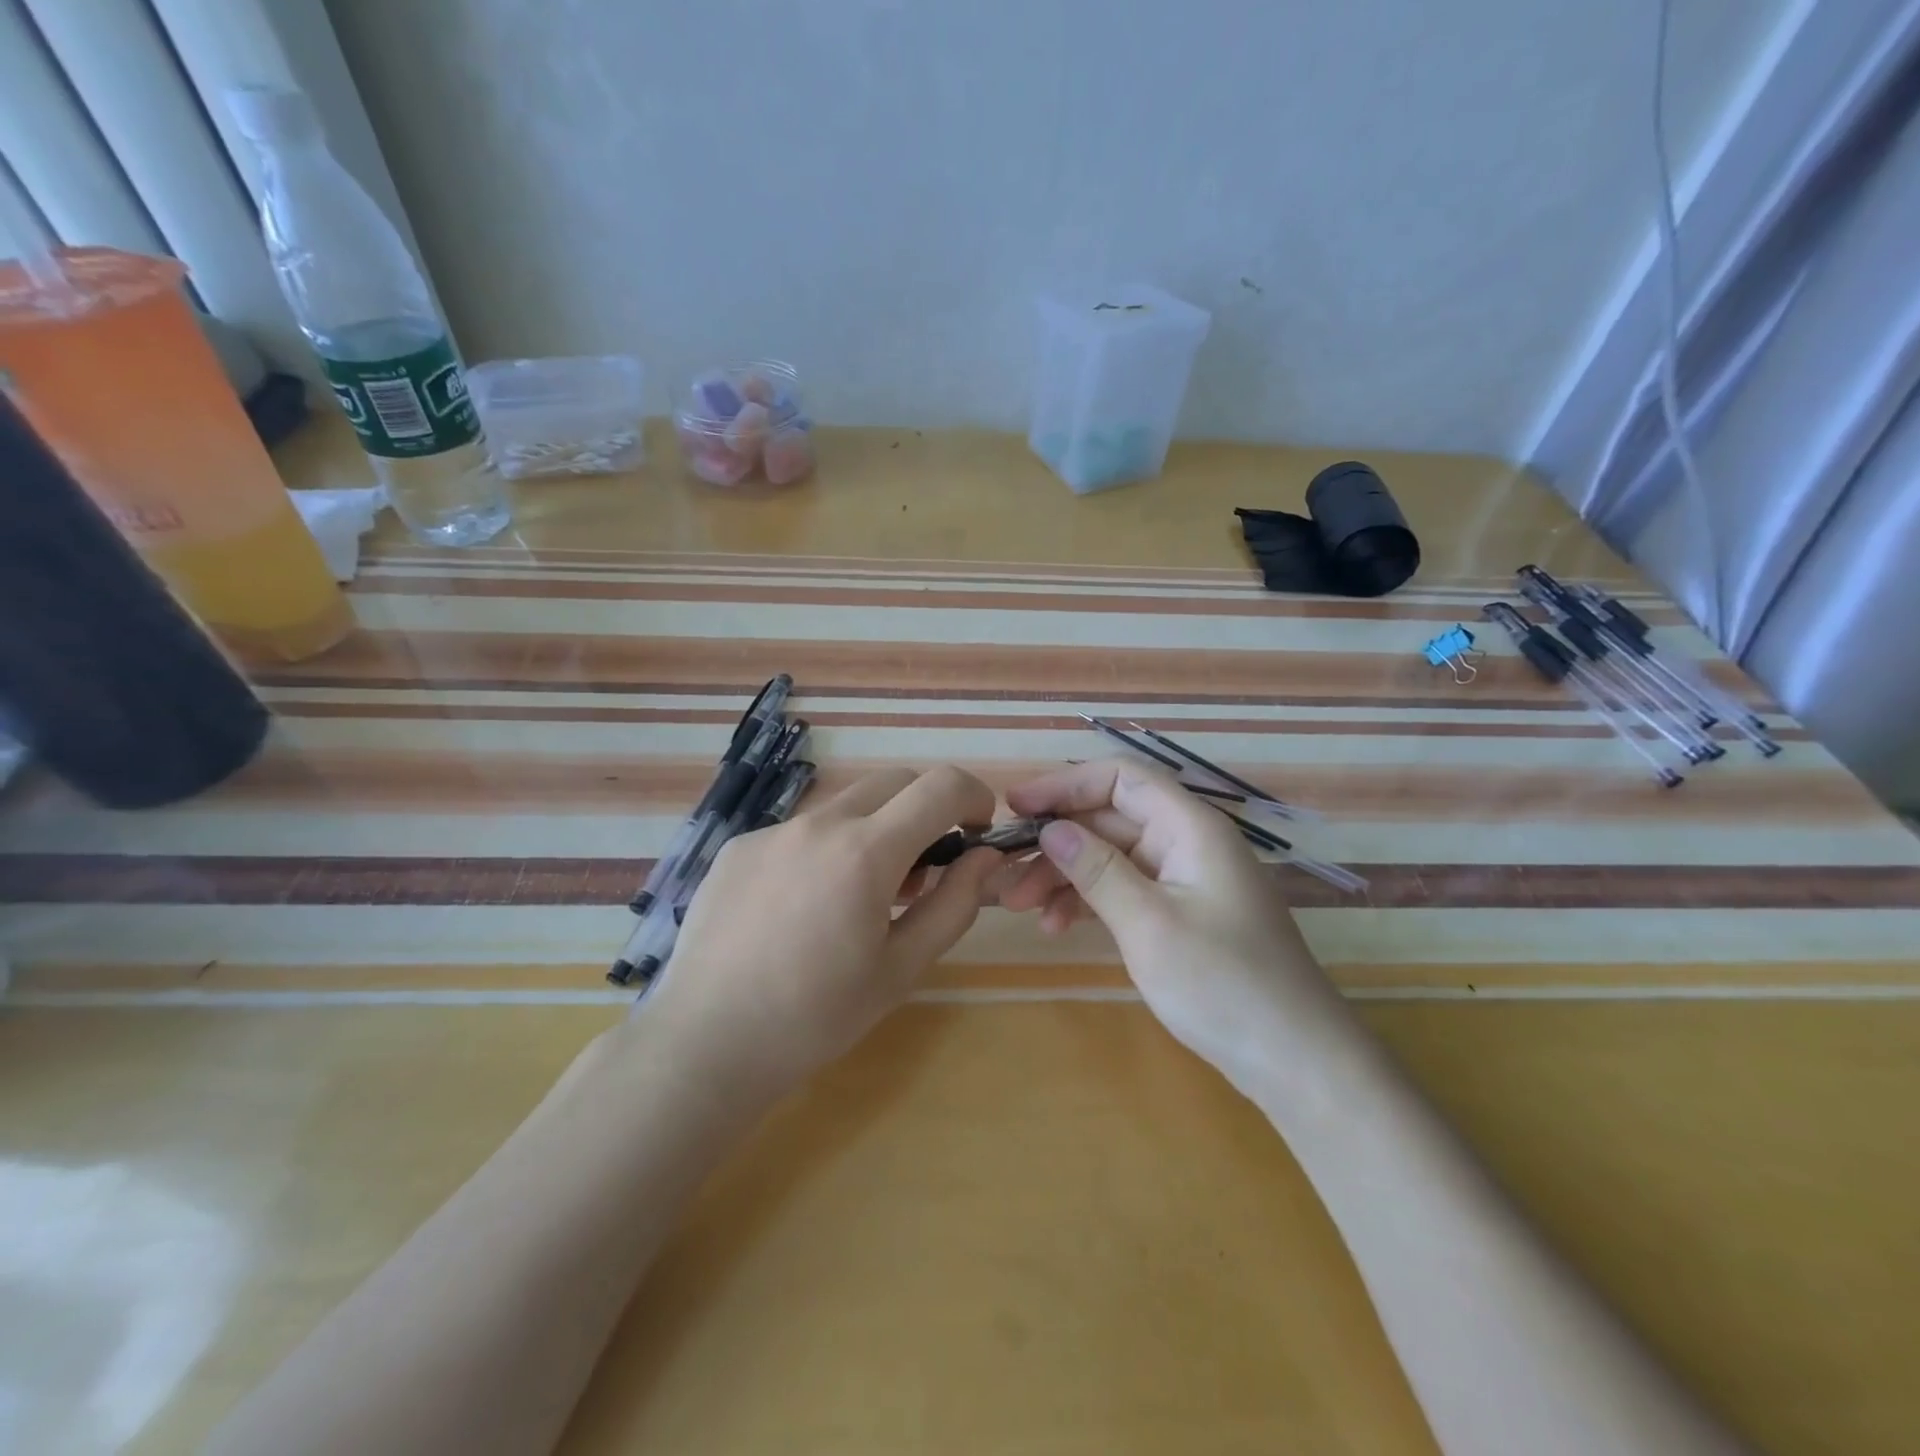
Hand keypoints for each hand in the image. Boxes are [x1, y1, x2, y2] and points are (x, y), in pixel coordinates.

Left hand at [645, 766, 1003, 1098]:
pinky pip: (800, 831)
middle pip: (895, 782)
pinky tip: (802, 909)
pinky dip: (824, 850)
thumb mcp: (903, 968)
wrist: (706, 1043)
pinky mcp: (739, 847)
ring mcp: (773, 831)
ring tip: (859, 897)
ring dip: (873, 831)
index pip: (940, 786)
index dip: (973, 796)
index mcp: (866, 852)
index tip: (978, 830)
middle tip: (921, 871)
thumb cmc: (817, 1017)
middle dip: (925, 810)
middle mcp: (819, 824)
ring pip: (846, 807)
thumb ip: (955, 903)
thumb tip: (986, 857)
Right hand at [1000, 759, 1342, 1078]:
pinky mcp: (1181, 914)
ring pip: (1111, 856)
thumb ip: (1097, 870)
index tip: (1015, 808)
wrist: (1296, 1061)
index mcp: (1190, 828)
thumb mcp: (1149, 924)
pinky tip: (1057, 926)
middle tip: (1007, 876)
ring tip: (1022, 908)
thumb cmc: (1224, 984)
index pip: (1120, 778)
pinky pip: (1125, 889)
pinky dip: (1089, 901)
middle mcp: (1187, 843)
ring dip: (1066, 876)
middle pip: (1110, 819)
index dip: (1065, 784)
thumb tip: (1050, 829)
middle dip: (1057, 842)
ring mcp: (1184, 880)